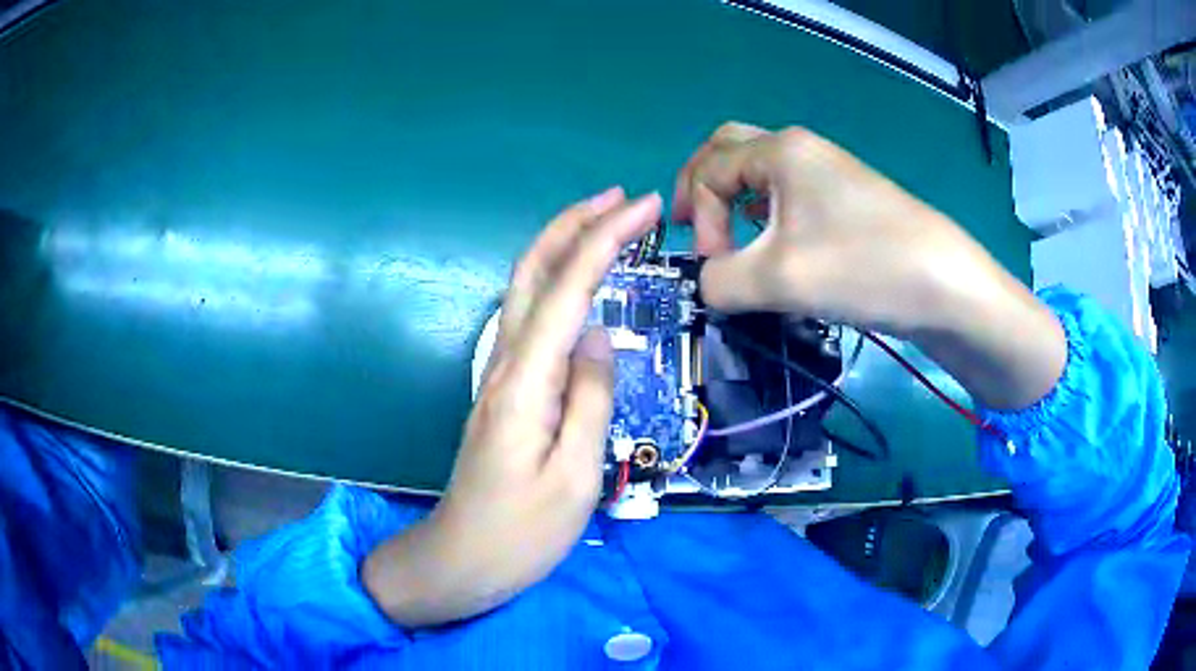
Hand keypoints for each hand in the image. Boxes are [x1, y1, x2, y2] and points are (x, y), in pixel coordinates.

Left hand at [363, 187, 661, 626]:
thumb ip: (589, 400)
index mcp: (526, 381)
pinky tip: (579, 285)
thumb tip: (600, 337)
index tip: (646, 207)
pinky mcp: (504, 391)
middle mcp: (506, 363)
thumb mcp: (573, 476)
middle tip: (623, 198)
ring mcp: (499, 375)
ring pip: (528, 289)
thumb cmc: (521, 533)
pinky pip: (532, 318)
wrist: (461, 560)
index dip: (607, 238)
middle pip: (534, 270)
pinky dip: (558, 283)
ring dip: (564, 245)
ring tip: (607, 223)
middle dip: (576, 223)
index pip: (570, 287)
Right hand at [675, 122, 1064, 409]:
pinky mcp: (847, 198)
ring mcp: (828, 171)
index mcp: (780, 151)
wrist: (946, 286)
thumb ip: (719, 281)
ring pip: (760, 171)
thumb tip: (706, 283)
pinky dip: (765, 211)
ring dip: (734, 198)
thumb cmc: (863, 268)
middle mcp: (800, 149)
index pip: (710, 171)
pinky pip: (788, 192)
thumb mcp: (778, 280)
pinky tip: (774, 244)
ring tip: (731, 238)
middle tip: (696, 227)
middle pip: (729, 150)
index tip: (714, 267)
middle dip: (703, 187)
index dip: (700, 218)